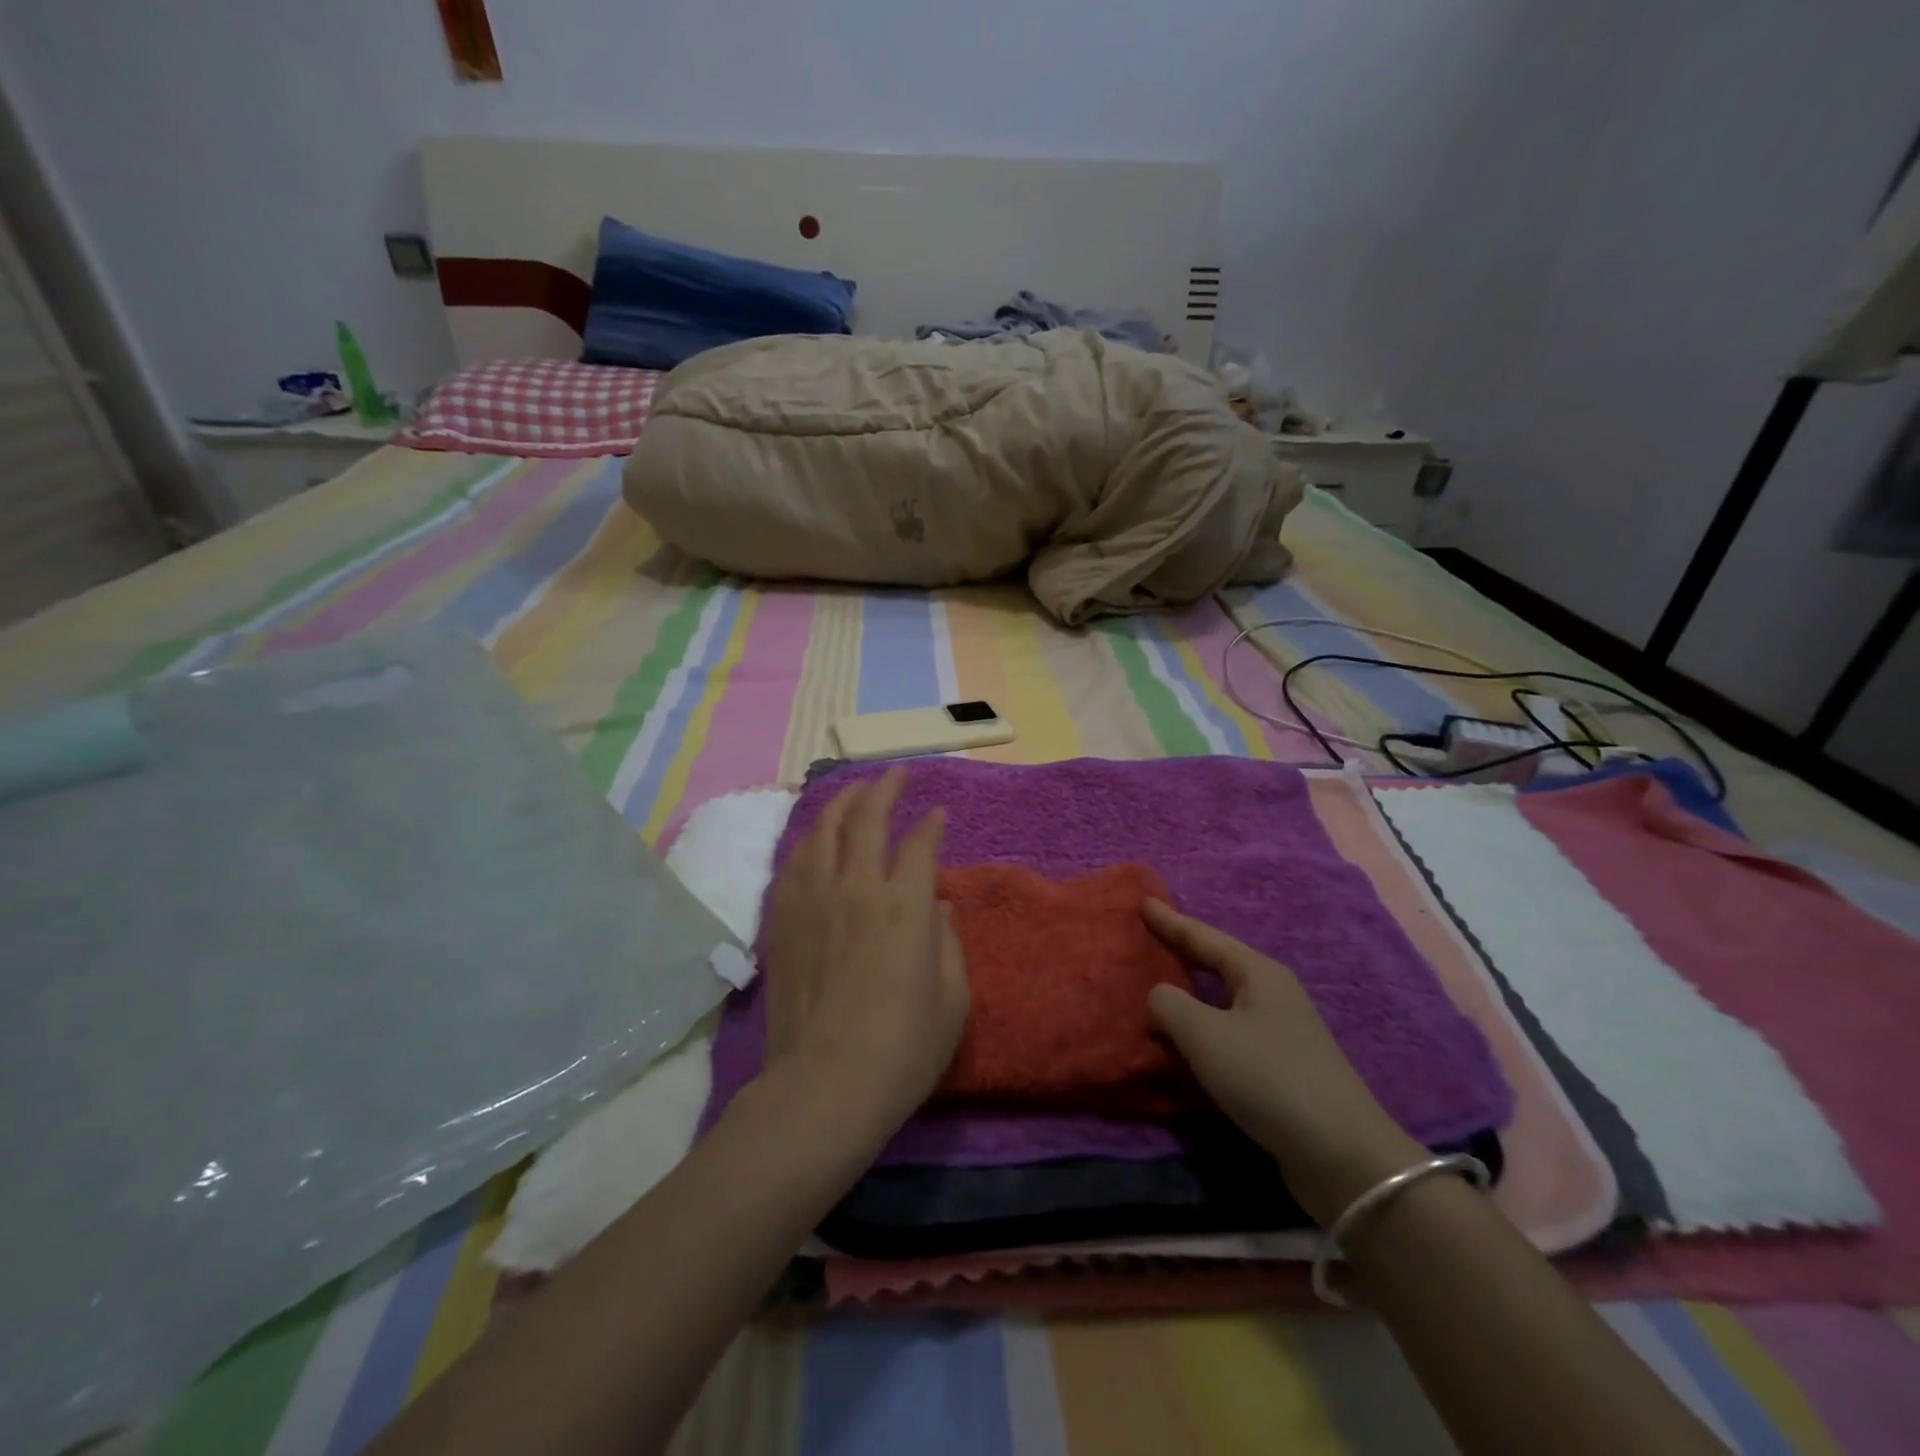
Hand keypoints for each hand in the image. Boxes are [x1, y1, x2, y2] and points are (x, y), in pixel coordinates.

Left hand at [758, 767, 970, 1150]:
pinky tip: (814, 838)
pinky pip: (793, 864)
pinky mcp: (783, 921)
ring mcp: (813, 902)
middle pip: (867, 819)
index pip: (920, 844)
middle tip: (896, 774)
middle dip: (885, 789)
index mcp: (905, 906)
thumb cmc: (903, 1050)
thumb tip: (934, 904)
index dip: (931, 823)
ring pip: (823, 832)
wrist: (824, 1087)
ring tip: (854, 790)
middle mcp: (857, 889)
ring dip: (842, 803)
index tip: (938, 813)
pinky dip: (808, 841)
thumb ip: (948, 942)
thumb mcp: (953, 1000)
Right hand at [1143, 899, 1424, 1225]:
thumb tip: (1161, 998)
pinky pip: (1231, 1034)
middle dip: (1185, 951)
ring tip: (1162, 988)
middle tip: (1150, 938)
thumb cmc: (1268, 1077)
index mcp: (1258, 974)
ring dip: (1194, 994)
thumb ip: (1169, 1005)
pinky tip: (1189, 1043)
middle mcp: (1273, 995)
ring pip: (1225, 1001)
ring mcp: (1283, 1033)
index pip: (1204, 937)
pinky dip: (1205, 1030)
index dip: (1171, 921)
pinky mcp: (1283, 1070)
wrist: (1343, 1156)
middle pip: (1219, 963)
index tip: (1144, 903)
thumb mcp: (1204, 1035)